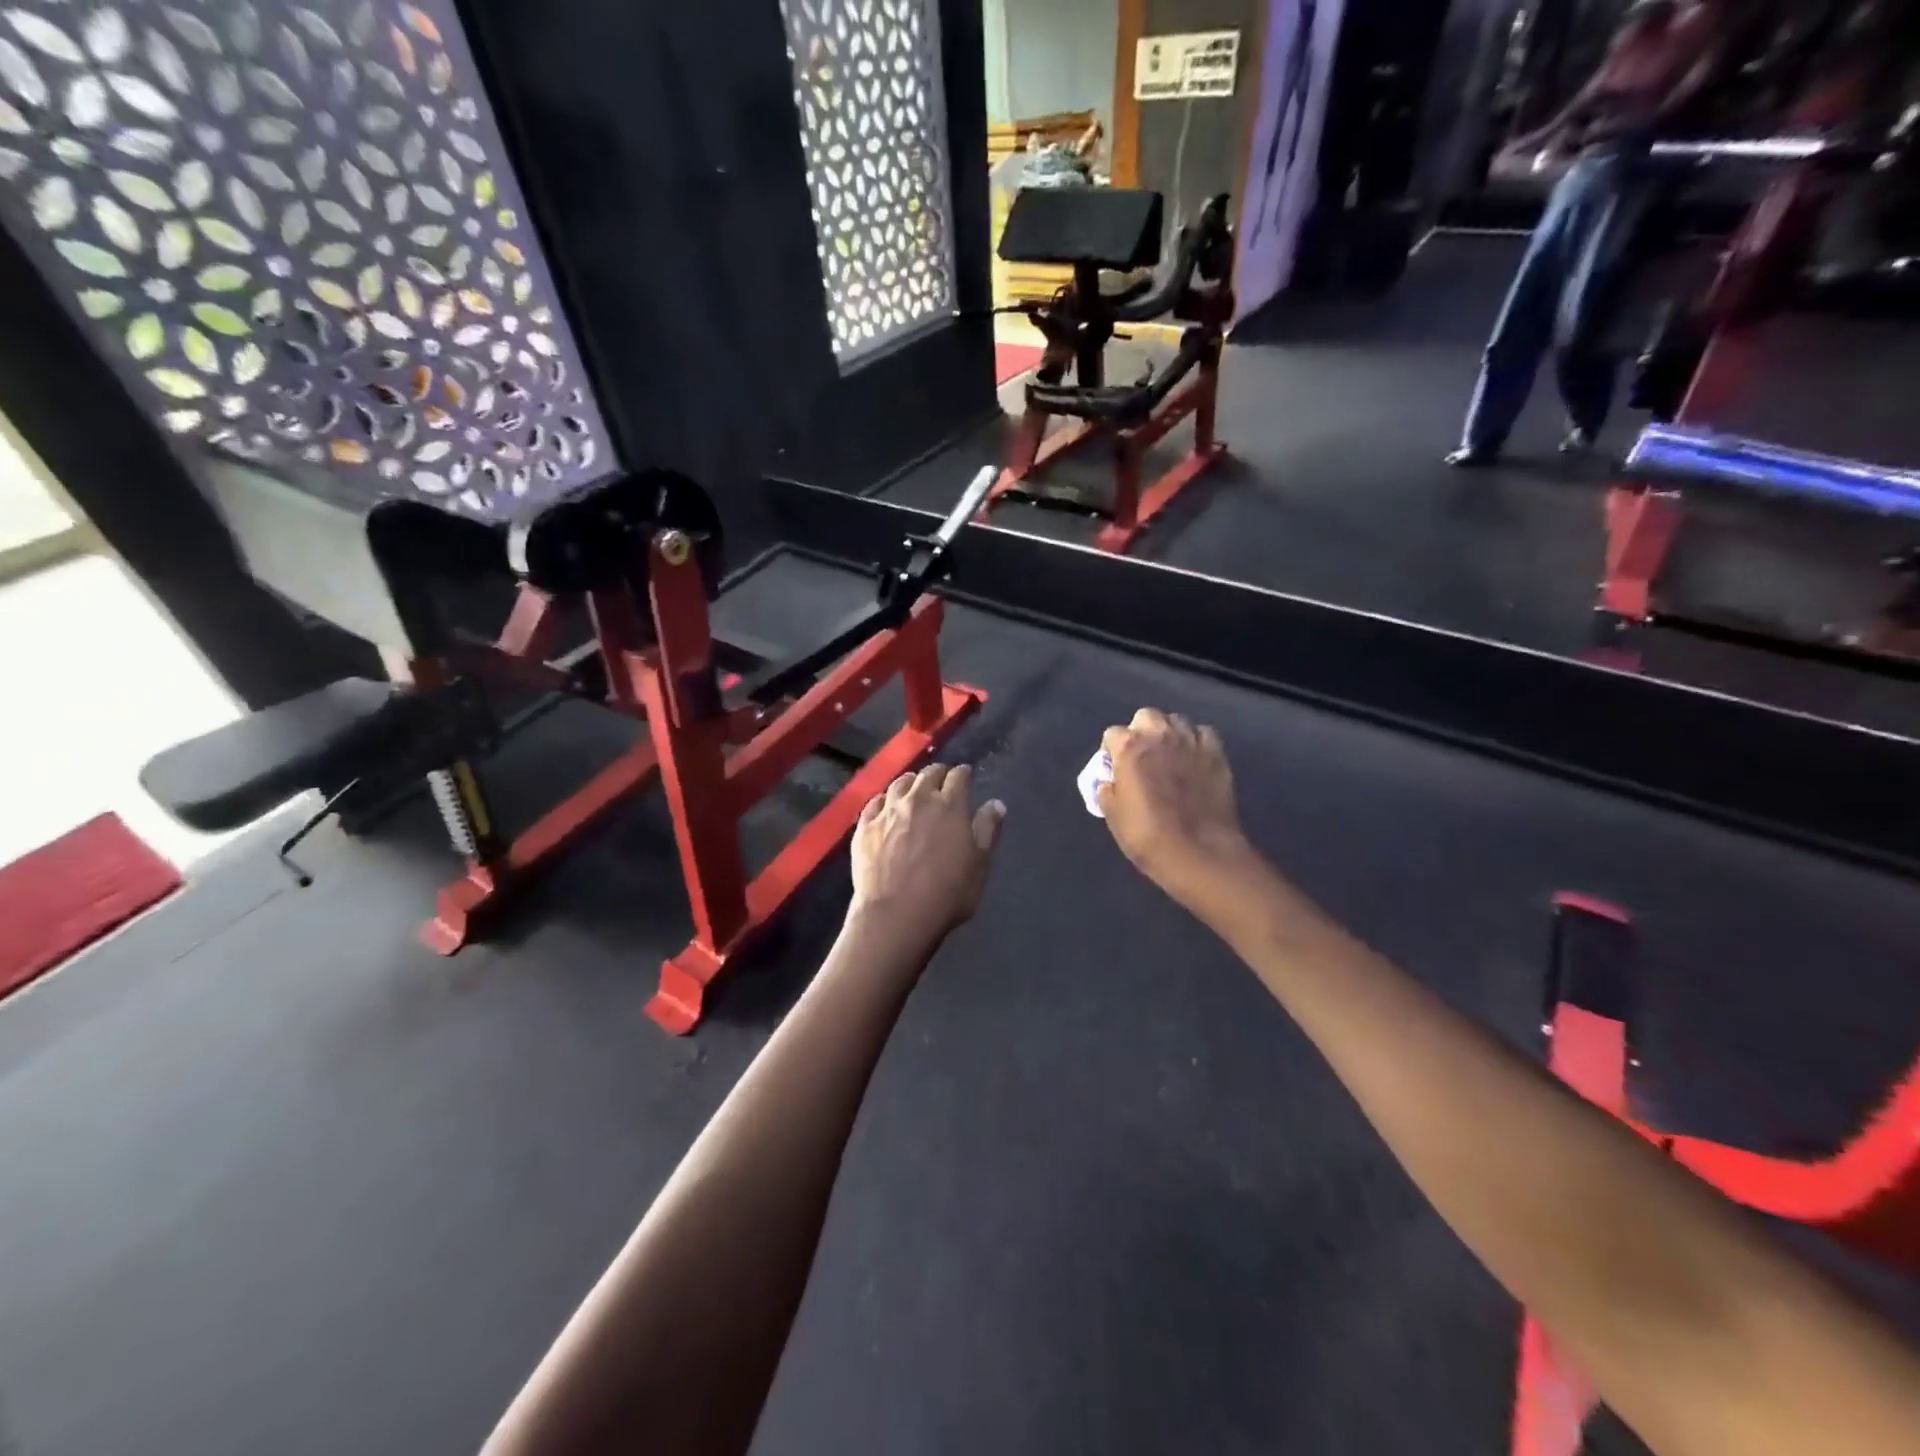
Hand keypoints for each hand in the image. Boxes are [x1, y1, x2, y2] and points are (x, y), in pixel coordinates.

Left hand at [850, 764, 1005, 939]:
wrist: (895, 915)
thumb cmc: (946, 893)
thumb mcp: (979, 865)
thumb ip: (987, 830)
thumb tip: (996, 803)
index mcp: (949, 805)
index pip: (958, 776)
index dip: (964, 774)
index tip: (966, 776)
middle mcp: (917, 799)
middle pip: (928, 774)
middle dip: (938, 773)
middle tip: (943, 780)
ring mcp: (887, 811)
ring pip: (900, 783)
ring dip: (911, 782)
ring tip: (915, 787)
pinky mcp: (865, 826)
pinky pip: (875, 802)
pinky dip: (885, 799)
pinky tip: (886, 805)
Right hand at [1097, 709, 1252, 905]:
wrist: (1199, 852)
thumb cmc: (1147, 835)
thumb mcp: (1113, 816)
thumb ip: (1108, 791)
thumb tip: (1109, 782)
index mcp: (1129, 747)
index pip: (1112, 734)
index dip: (1111, 751)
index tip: (1115, 768)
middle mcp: (1160, 735)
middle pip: (1146, 716)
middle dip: (1142, 731)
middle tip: (1142, 756)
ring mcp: (1191, 741)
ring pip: (1177, 721)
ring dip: (1170, 733)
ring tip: (1170, 755)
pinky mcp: (1217, 754)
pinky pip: (1204, 734)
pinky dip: (1197, 742)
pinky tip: (1195, 759)